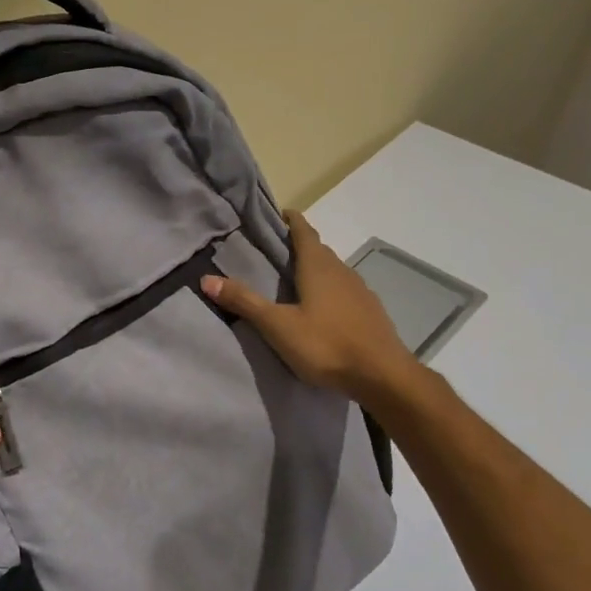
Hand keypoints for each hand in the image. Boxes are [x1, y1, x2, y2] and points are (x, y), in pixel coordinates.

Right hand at [202, 210, 423, 408]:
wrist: (383, 376)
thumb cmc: (326, 345)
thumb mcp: (278, 326)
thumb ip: (244, 302)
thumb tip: (206, 278)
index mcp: (318, 268)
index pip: (304, 232)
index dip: (292, 221)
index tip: (280, 214)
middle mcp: (342, 272)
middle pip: (319, 250)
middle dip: (299, 245)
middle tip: (276, 250)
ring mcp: (360, 292)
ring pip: (333, 270)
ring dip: (315, 268)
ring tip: (294, 279)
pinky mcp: (370, 312)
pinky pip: (345, 290)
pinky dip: (329, 289)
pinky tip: (321, 308)